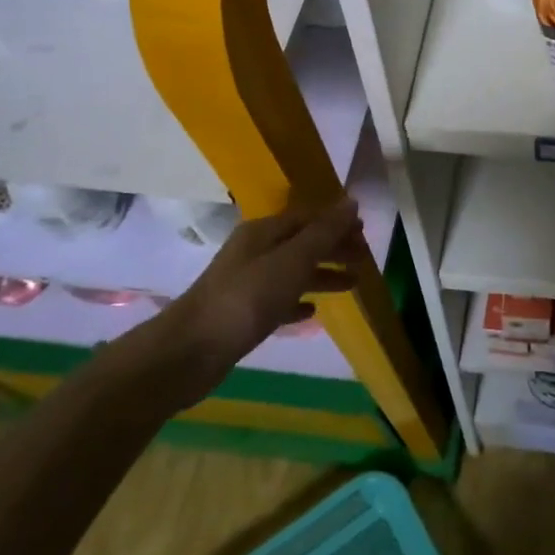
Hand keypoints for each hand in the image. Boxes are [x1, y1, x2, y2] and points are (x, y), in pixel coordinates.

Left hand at [139, 197, 361, 405]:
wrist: (189, 352)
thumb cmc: (246, 299)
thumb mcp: (292, 260)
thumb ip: (323, 233)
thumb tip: (351, 202)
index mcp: (264, 232)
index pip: (309, 217)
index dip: (338, 223)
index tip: (365, 234)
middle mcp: (254, 251)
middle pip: (302, 242)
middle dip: (334, 248)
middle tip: (364, 259)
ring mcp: (246, 283)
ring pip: (293, 271)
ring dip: (322, 274)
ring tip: (352, 284)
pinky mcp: (242, 313)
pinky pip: (279, 300)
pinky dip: (298, 301)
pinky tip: (312, 312)